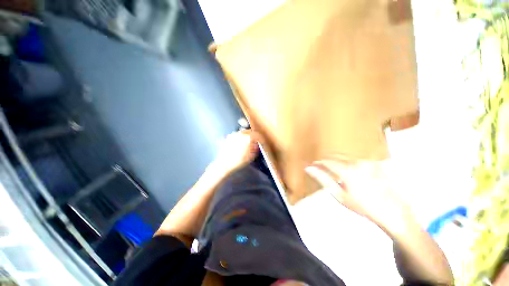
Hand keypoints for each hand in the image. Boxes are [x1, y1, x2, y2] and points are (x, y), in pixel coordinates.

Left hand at [213, 130, 260, 174]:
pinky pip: (237, 135)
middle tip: (256, 141)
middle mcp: (241, 134)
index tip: (263, 142)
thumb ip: (255, 149)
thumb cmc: (238, 161)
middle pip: (250, 132)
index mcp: (248, 138)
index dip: (261, 139)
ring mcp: (234, 134)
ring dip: (248, 136)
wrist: (224, 164)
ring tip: (248, 142)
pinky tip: (241, 144)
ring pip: (244, 132)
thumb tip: (256, 145)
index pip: (258, 135)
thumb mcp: (251, 157)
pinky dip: (241, 137)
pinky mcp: (229, 137)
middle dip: (254, 136)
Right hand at [304, 157, 411, 232]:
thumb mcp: (339, 195)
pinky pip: (360, 159)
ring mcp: (369, 161)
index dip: (319, 163)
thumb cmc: (363, 206)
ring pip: (348, 157)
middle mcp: (358, 162)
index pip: (327, 161)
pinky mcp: (378, 162)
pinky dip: (353, 163)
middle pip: (337, 156)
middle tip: (325, 168)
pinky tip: (355, 173)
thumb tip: (308, 168)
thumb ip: (323, 179)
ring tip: (339, 172)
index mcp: (347, 170)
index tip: (314, 165)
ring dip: (340, 162)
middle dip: (328, 161)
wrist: (393, 213)